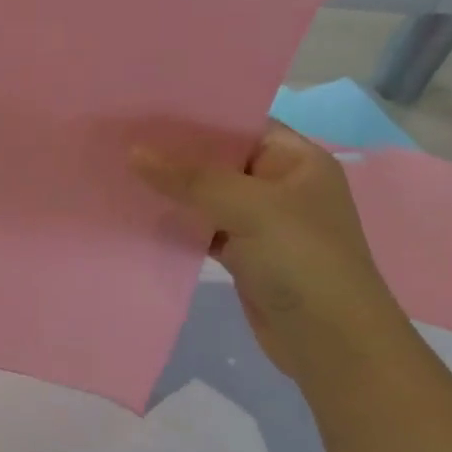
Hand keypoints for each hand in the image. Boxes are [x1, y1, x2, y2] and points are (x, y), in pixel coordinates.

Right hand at [130, 123, 407, 380]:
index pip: (241, 124)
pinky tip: (140, 215)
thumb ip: (191, 179)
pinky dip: (178, 224)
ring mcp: (262, 223)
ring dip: (172, 190)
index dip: (196, 117)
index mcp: (297, 160)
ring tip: (120, 171)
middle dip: (175, 154)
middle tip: (121, 138)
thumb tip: (134, 153)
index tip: (146, 109)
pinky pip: (204, 229)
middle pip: (220, 160)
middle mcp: (280, 185)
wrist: (331, 343)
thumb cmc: (303, 261)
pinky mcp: (244, 256)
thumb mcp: (250, 208)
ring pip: (208, 197)